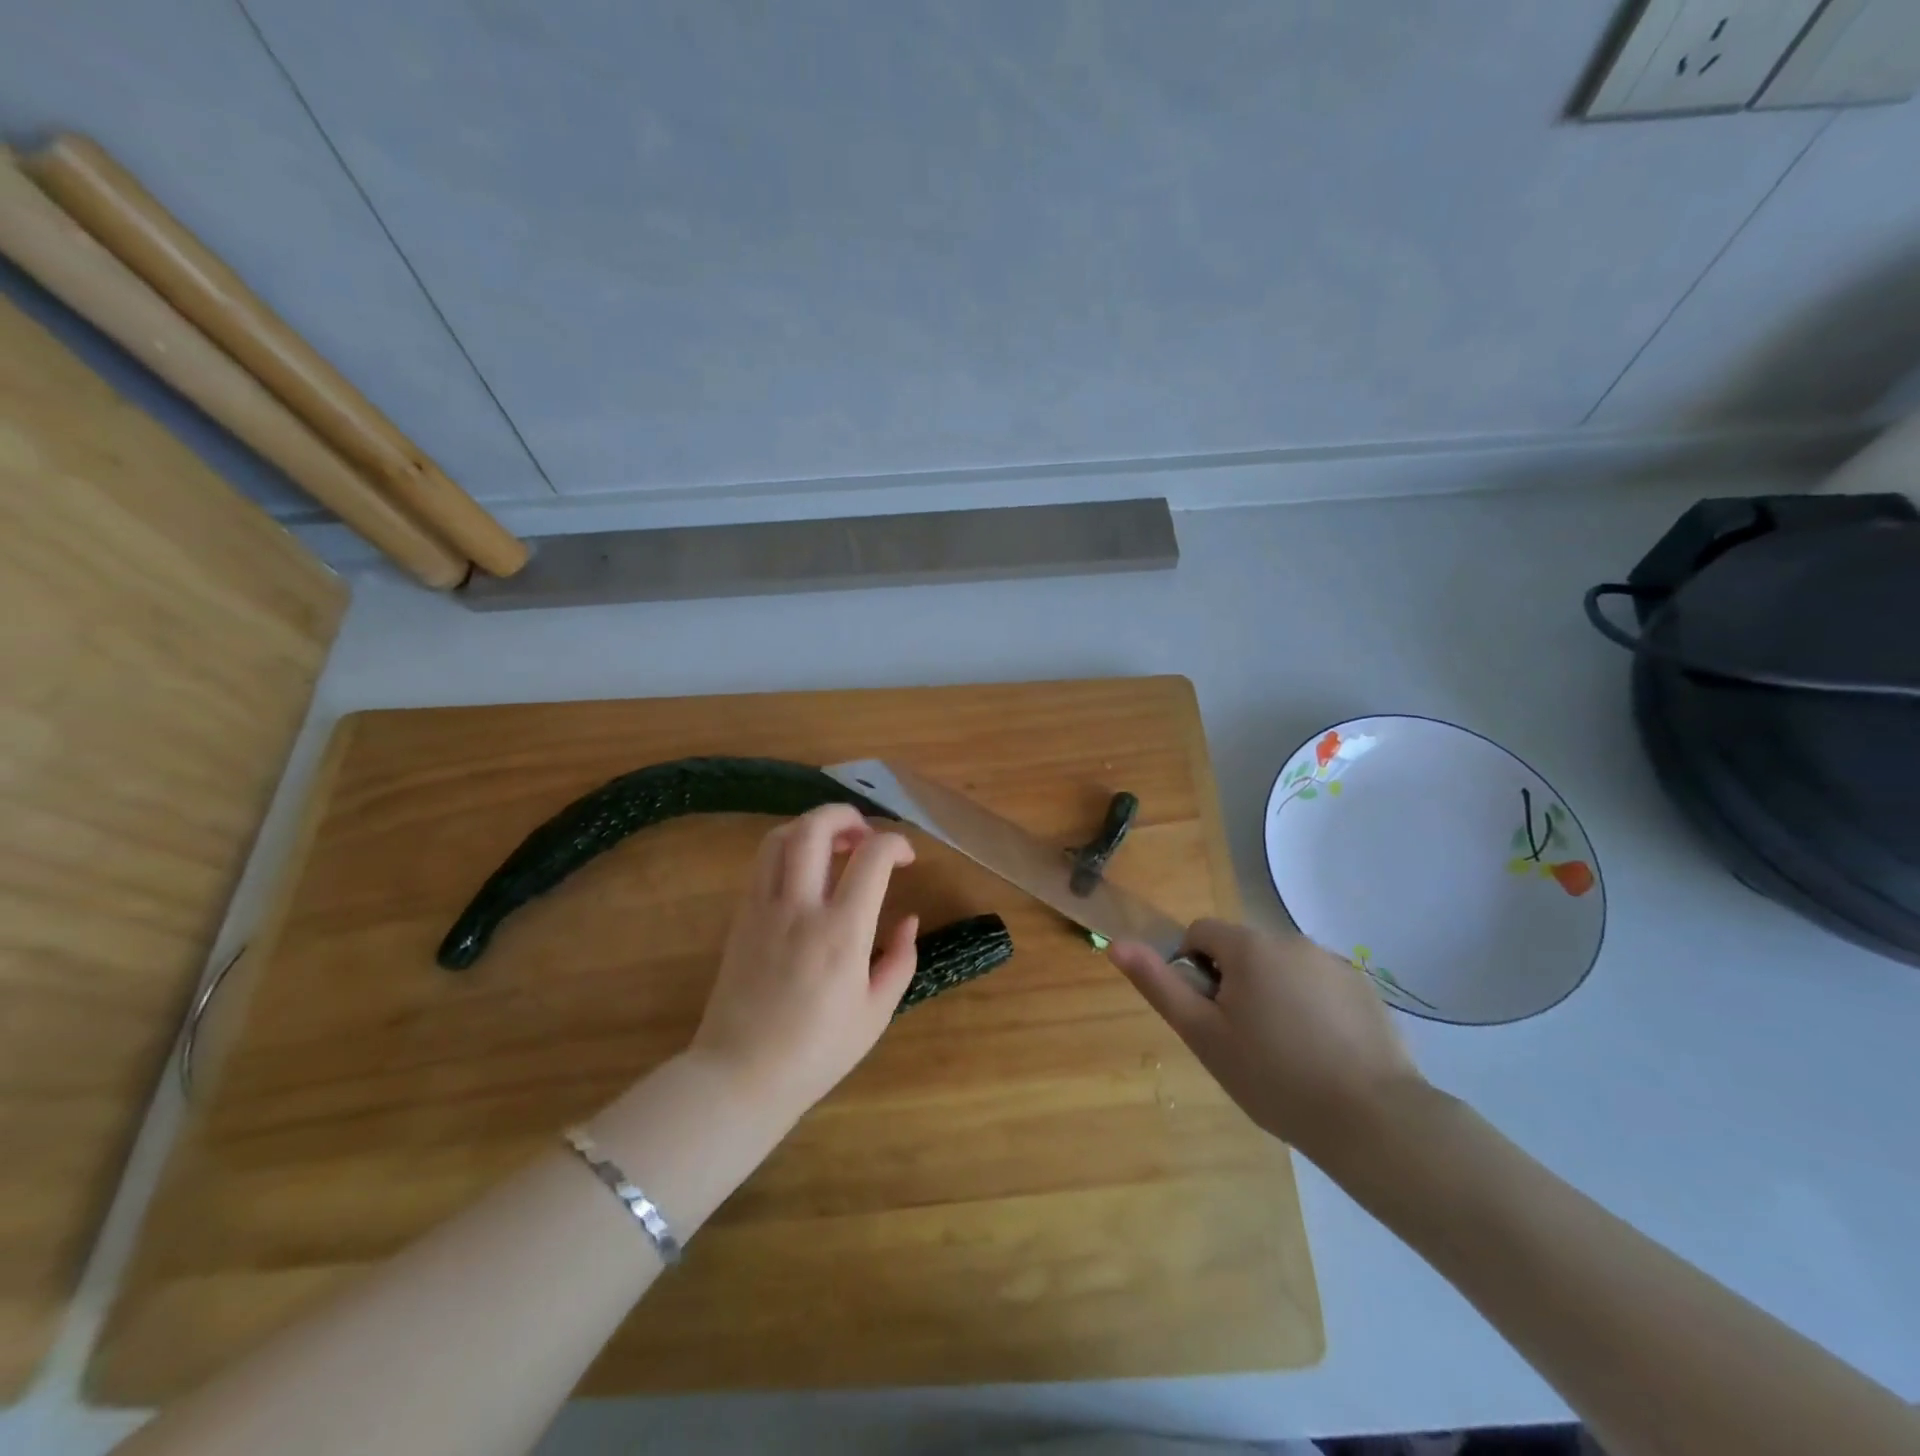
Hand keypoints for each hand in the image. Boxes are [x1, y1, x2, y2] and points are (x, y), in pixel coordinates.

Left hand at [689, 804, 918, 1115]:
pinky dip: (786, 850)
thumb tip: (908, 920)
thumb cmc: (817, 1052)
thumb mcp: (876, 1013)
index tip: (906, 858)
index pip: (871, 857)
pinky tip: (804, 873)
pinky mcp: (740, 917)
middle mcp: (800, 908)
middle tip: (865, 833)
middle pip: (815, 828)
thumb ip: (900, 960)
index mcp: (842, 932)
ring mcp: (763, 908)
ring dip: (811, 827)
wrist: (740, 1076)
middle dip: (846, 815)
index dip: (895, 844)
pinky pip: (761, 864)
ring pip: (780, 837)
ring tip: (833, 844)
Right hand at [1109, 918, 1426, 1158]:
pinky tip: (1322, 1054)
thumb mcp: (1203, 1035)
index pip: (1200, 933)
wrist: (1373, 1121)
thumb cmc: (1273, 1077)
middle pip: (1243, 951)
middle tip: (1243, 1041)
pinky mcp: (1365, 989)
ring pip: (1281, 968)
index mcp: (1249, 946)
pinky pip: (1319, 986)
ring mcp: (1334, 963)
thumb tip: (1118, 944)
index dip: (1192, 970)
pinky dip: (1311, 1007)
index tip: (1208, 1016)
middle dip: (1234, 984)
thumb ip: (1159, 985)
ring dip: (1272, 994)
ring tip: (1285, 1052)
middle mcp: (1292, 940)